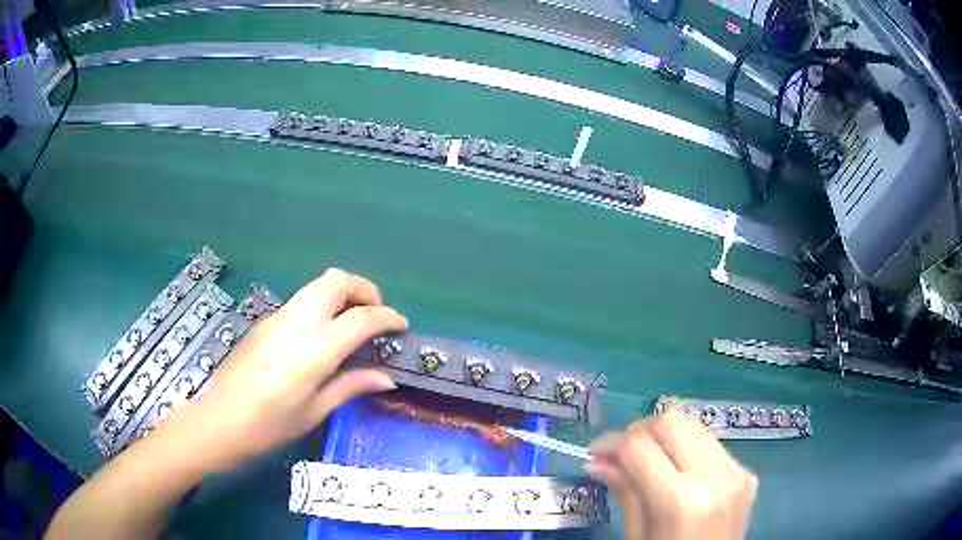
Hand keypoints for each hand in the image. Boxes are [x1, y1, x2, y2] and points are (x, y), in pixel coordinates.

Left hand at [175, 268, 407, 472]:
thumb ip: (350, 386)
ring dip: (342, 293)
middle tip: (375, 314)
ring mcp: (277, 317)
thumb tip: (386, 378)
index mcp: (313, 350)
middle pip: (336, 281)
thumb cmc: (269, 425)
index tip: (401, 325)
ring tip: (353, 323)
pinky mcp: (266, 320)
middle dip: (364, 289)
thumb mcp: (314, 411)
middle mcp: (296, 322)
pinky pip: (302, 300)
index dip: (387, 317)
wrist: (220, 419)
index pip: (360, 318)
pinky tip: (322, 335)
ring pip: (317, 285)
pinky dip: (322, 304)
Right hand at [586, 411, 757, 539]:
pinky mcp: (746, 473)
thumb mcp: (639, 536)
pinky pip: (711, 444)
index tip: (595, 452)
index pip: (640, 447)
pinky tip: (677, 471)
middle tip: (622, 453)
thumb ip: (626, 493)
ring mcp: (736, 472)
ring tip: (648, 460)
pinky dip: (687, 449)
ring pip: (694, 426)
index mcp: (682, 502)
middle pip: (672, 421)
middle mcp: (715, 477)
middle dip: (640, 430)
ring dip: (665, 436)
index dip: (612, 443)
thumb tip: (597, 462)